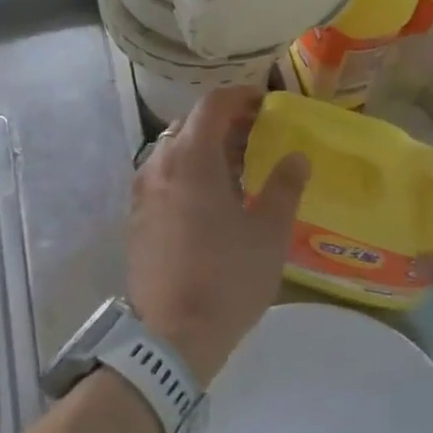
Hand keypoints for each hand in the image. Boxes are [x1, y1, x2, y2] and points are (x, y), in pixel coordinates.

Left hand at [125, 87, 309, 387]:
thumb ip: (284, 186)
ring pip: (174, 150)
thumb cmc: (227, 278)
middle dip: (225, 122)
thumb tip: (296, 156)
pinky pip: (163, 175)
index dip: (241, 96)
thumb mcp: (269, 233)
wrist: (170, 336)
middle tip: (257, 137)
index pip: (212, 104)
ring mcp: (142, 190)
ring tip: (237, 169)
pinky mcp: (136, 215)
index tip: (266, 104)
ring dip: (205, 148)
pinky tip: (209, 199)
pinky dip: (187, 171)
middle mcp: (159, 163)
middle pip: (190, 124)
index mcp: (191, 158)